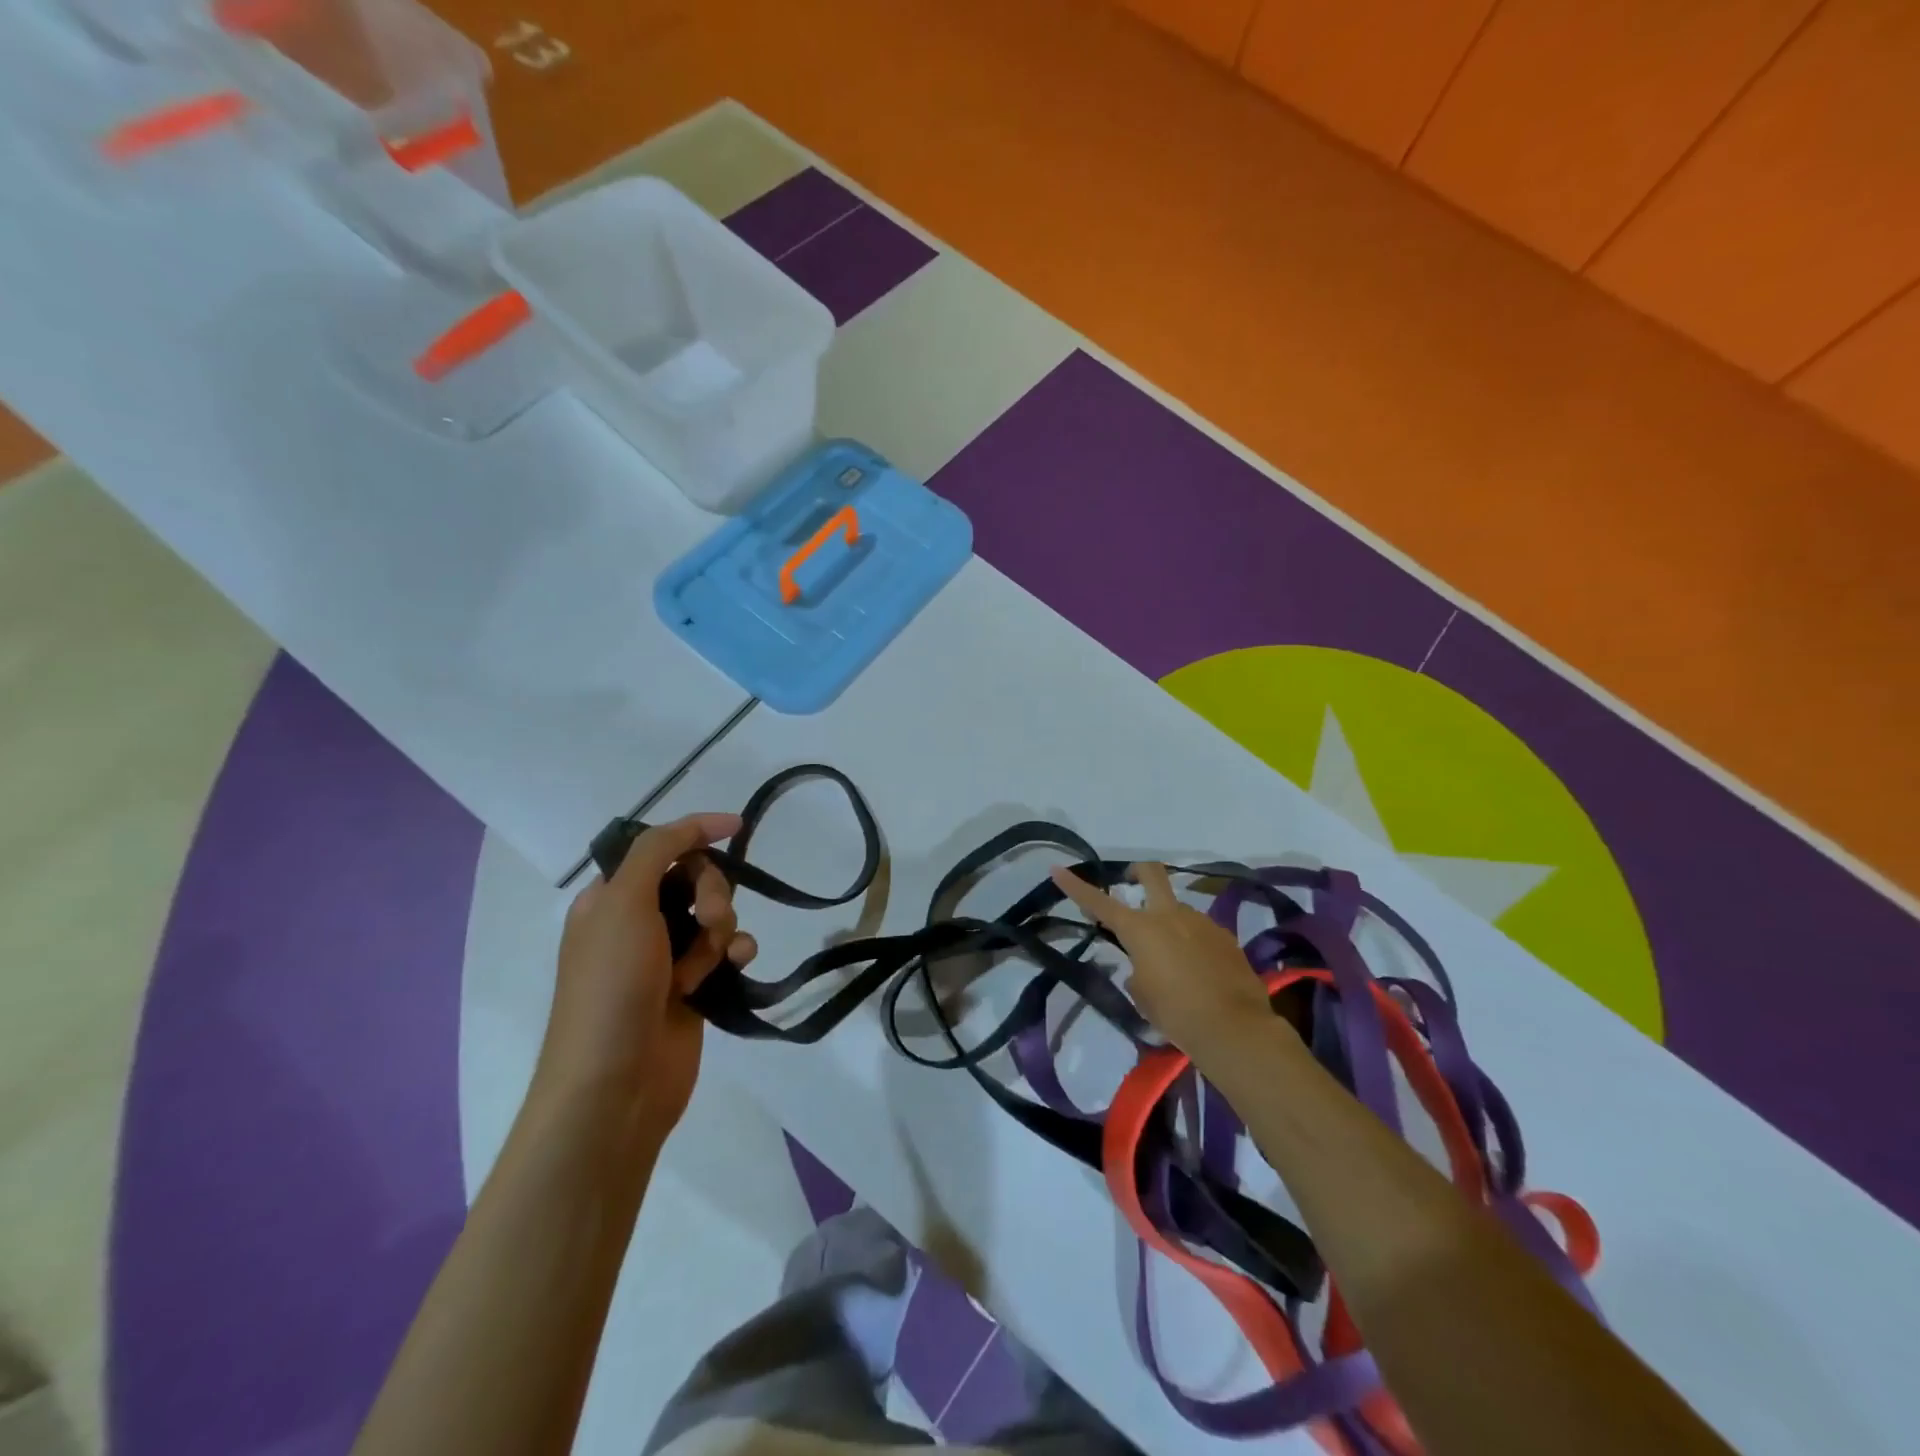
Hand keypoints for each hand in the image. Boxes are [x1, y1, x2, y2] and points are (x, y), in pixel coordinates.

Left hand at [537, 814, 757, 1138]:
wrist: (615, 1085)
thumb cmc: (611, 988)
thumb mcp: (622, 904)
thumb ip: (655, 852)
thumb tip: (696, 825)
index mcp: (610, 899)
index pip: (659, 848)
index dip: (695, 833)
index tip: (737, 827)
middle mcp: (637, 922)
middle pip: (693, 879)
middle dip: (710, 891)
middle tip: (708, 918)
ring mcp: (667, 957)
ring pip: (715, 914)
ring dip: (721, 927)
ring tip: (711, 959)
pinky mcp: (694, 987)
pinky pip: (727, 950)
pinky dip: (734, 952)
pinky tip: (736, 965)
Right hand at [1050, 861, 1280, 1069]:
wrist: (1234, 1029)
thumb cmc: (1176, 1014)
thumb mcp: (1142, 995)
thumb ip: (1137, 971)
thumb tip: (1146, 966)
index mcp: (1140, 929)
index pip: (1099, 902)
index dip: (1075, 886)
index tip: (1057, 869)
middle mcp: (1170, 915)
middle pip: (1151, 873)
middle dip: (1138, 871)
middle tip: (1131, 880)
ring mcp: (1201, 922)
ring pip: (1178, 909)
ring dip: (1169, 923)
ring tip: (1173, 959)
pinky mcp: (1225, 937)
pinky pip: (1200, 931)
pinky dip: (1193, 943)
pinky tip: (1199, 971)